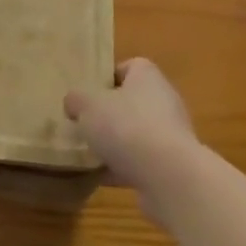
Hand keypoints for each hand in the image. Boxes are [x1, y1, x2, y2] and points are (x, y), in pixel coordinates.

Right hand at [64, 58, 202, 197]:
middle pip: (132, 102)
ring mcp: (170, 135)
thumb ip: (77, 99)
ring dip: (115, 144)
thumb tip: (74, 102)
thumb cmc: (127, 127)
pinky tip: (100, 178)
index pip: (129, 67)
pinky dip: (123, 169)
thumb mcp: (88, 106)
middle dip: (108, 114)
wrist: (168, 177)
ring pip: (136, 134)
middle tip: (83, 124)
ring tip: (88, 154)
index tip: (87, 93)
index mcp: (147, 76)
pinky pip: (141, 162)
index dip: (107, 77)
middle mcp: (164, 100)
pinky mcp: (171, 166)